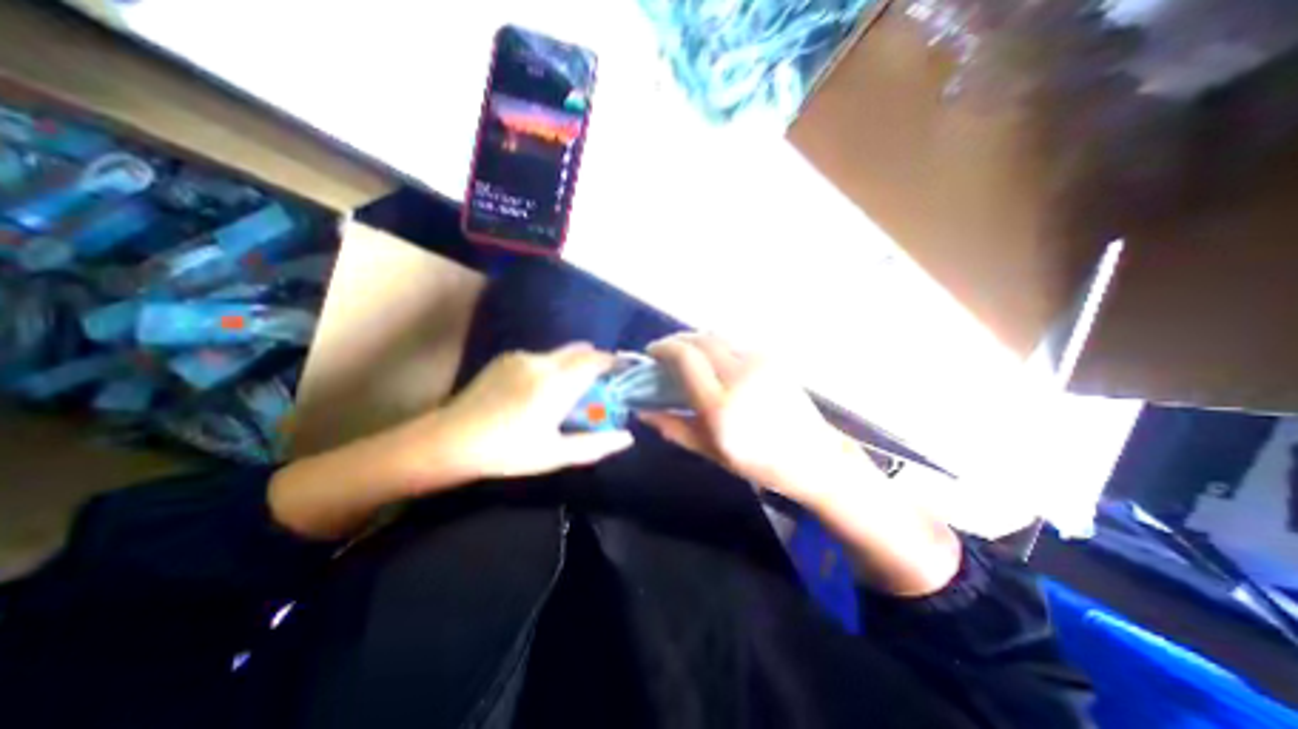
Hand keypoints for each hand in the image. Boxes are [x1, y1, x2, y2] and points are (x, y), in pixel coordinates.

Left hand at [412, 342, 636, 483]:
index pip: (596, 360)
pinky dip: (552, 367)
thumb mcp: (555, 455)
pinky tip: (540, 390)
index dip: (614, 362)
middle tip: (600, 385)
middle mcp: (542, 362)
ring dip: (573, 365)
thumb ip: (595, 445)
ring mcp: (522, 357)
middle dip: (596, 362)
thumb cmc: (507, 452)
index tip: (624, 371)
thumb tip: (627, 437)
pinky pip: (541, 357)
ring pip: (560, 353)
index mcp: (556, 384)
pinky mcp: (506, 358)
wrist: (449, 441)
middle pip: (580, 350)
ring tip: (569, 391)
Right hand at [635, 334, 866, 509]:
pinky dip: (716, 347)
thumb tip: (643, 411)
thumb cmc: (758, 462)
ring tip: (687, 358)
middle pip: (700, 339)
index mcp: (721, 404)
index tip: (651, 353)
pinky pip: (734, 344)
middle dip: (677, 341)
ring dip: (696, 342)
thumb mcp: (710, 451)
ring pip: (717, 337)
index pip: (686, 357)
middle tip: (665, 353)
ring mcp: (760, 363)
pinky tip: (714, 363)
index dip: (663, 348)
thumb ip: (673, 427)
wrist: (813, 457)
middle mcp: (740, 375)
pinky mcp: (772, 359)